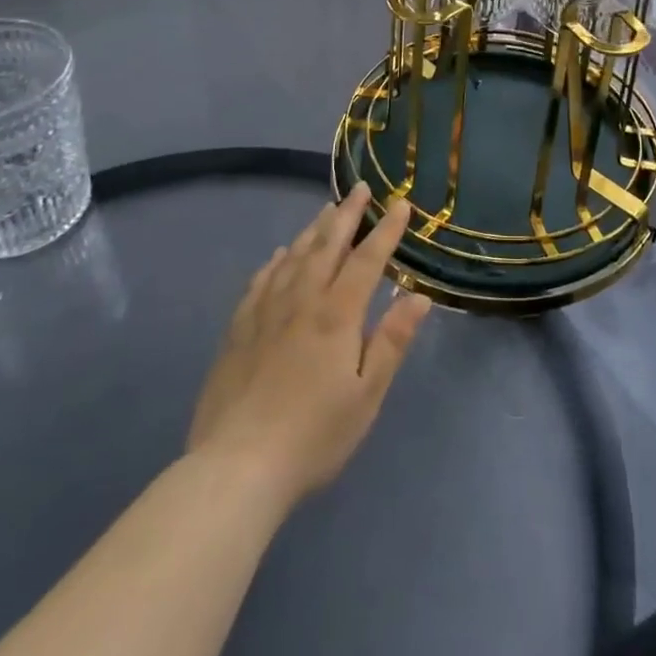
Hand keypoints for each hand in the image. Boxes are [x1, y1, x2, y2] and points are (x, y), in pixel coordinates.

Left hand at [186, 183, 432, 514]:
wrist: (237, 467)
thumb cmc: (314, 435)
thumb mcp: (366, 395)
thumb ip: (392, 341)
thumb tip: (418, 297)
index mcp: (337, 314)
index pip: (367, 259)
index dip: (386, 230)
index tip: (400, 204)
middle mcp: (302, 300)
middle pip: (327, 245)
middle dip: (347, 215)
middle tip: (360, 188)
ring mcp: (265, 312)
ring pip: (293, 256)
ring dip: (313, 229)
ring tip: (326, 210)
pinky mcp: (239, 329)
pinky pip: (260, 281)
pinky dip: (274, 262)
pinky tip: (278, 255)